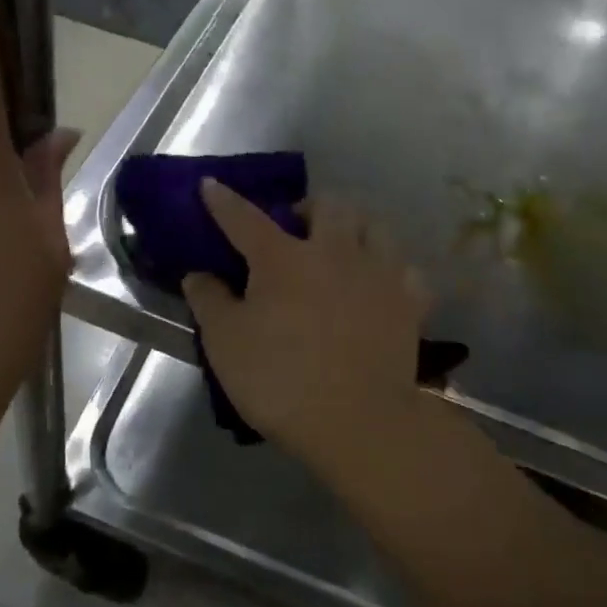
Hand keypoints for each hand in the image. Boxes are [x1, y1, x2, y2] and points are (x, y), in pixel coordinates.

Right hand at [183, 181, 429, 475]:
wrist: (358, 421)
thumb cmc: (281, 380)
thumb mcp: (226, 344)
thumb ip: (209, 301)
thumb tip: (197, 273)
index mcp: (283, 258)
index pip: (245, 218)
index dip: (223, 201)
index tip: (211, 185)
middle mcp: (334, 252)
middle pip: (327, 205)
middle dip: (308, 206)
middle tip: (295, 228)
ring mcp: (378, 273)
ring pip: (374, 225)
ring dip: (354, 225)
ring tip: (343, 244)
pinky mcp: (409, 301)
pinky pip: (404, 267)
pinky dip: (389, 267)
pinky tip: (379, 281)